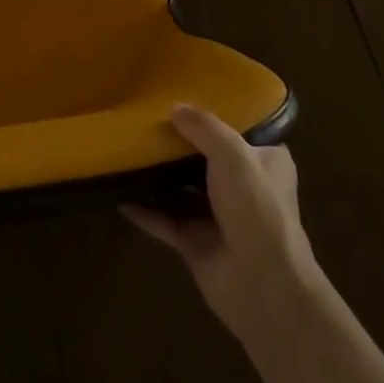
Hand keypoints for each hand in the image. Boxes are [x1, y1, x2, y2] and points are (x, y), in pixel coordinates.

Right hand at [124, 105, 317, 339]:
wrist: (261, 283)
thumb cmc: (256, 207)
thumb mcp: (233, 153)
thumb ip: (203, 127)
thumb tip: (175, 108)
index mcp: (266, 162)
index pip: (242, 132)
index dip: (218, 117)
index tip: (188, 98)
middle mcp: (244, 188)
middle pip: (206, 159)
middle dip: (180, 145)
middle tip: (147, 120)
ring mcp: (218, 218)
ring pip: (183, 189)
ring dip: (159, 176)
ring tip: (128, 149)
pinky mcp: (196, 243)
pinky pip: (164, 221)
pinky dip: (144, 210)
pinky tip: (118, 194)